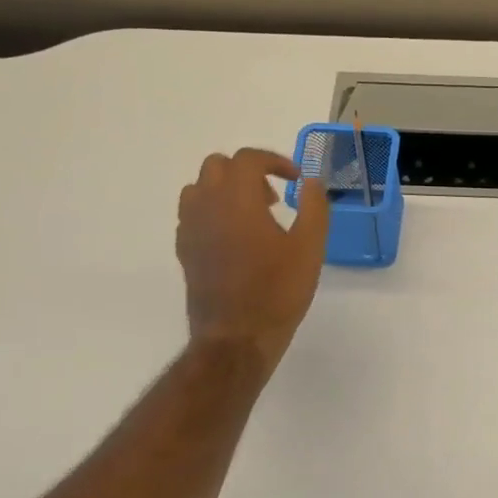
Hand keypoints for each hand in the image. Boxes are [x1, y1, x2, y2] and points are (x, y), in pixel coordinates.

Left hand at [176, 149, 330, 374]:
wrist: (237, 338)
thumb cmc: (277, 291)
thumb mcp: (310, 247)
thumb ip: (313, 206)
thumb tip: (311, 181)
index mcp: (237, 199)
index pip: (248, 159)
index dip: (275, 161)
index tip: (296, 181)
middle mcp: (207, 206)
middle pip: (217, 165)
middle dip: (248, 172)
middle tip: (274, 197)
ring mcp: (190, 229)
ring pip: (199, 188)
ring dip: (225, 190)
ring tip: (253, 215)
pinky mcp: (184, 251)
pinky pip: (192, 215)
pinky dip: (212, 212)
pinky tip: (235, 238)